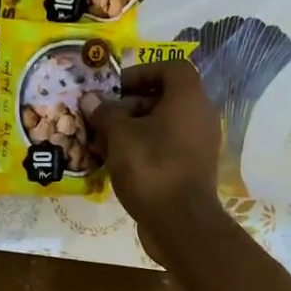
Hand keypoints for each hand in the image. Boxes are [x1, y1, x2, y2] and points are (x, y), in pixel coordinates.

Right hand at [86, 59, 224, 238]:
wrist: (180, 222)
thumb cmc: (151, 168)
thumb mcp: (120, 136)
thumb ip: (105, 113)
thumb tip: (91, 99)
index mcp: (188, 99)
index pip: (171, 68)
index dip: (142, 72)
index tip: (115, 88)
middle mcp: (199, 117)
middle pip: (164, 98)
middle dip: (130, 105)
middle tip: (102, 118)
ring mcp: (198, 145)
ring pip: (163, 125)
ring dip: (132, 129)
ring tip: (102, 143)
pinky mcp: (192, 169)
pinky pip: (166, 147)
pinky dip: (143, 149)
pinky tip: (117, 163)